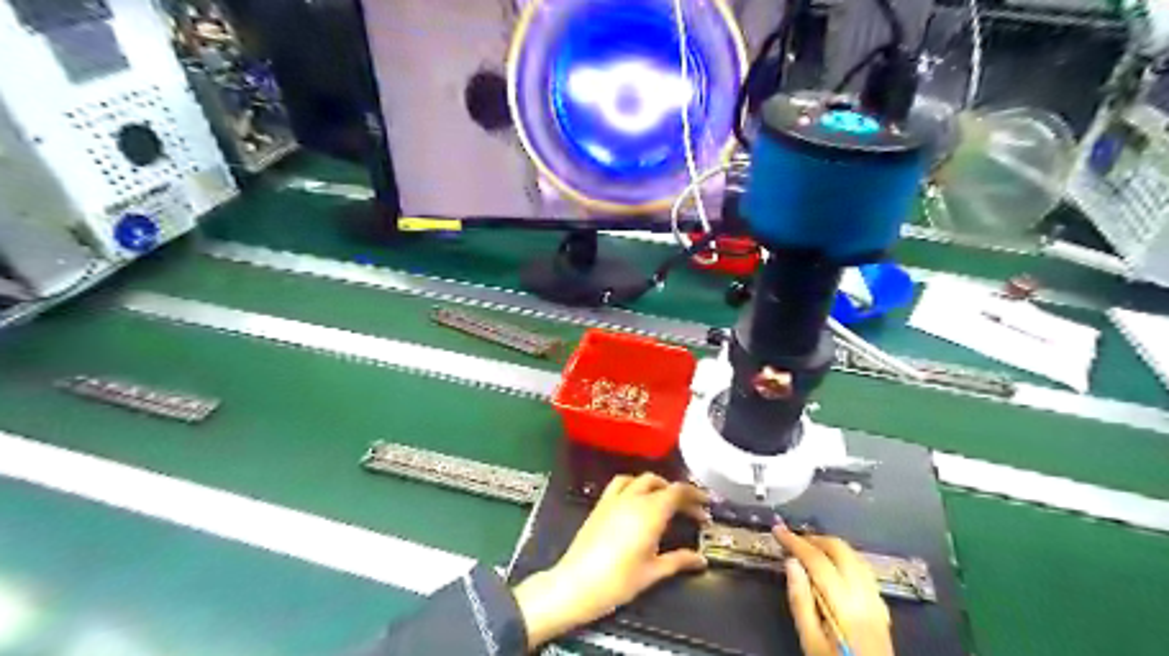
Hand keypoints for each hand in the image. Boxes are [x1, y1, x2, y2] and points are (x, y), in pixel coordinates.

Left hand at [512, 475, 711, 648]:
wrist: (576, 583)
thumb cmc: (618, 581)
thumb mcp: (653, 572)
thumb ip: (679, 561)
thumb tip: (700, 560)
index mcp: (651, 512)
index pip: (678, 492)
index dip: (695, 496)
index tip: (706, 506)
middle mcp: (634, 498)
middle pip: (661, 484)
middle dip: (679, 493)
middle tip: (690, 510)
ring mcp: (615, 498)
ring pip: (641, 479)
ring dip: (657, 485)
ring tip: (666, 500)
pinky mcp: (601, 503)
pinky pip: (621, 483)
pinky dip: (634, 484)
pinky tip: (637, 498)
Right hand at [774, 527, 896, 655]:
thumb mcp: (810, 640)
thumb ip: (800, 601)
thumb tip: (791, 563)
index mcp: (844, 604)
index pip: (817, 560)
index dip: (795, 541)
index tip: (778, 529)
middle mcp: (864, 595)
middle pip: (840, 550)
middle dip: (814, 539)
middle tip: (793, 540)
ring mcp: (877, 599)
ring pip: (855, 556)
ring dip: (831, 546)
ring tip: (809, 549)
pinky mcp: (882, 607)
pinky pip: (864, 570)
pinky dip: (845, 558)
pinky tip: (834, 566)